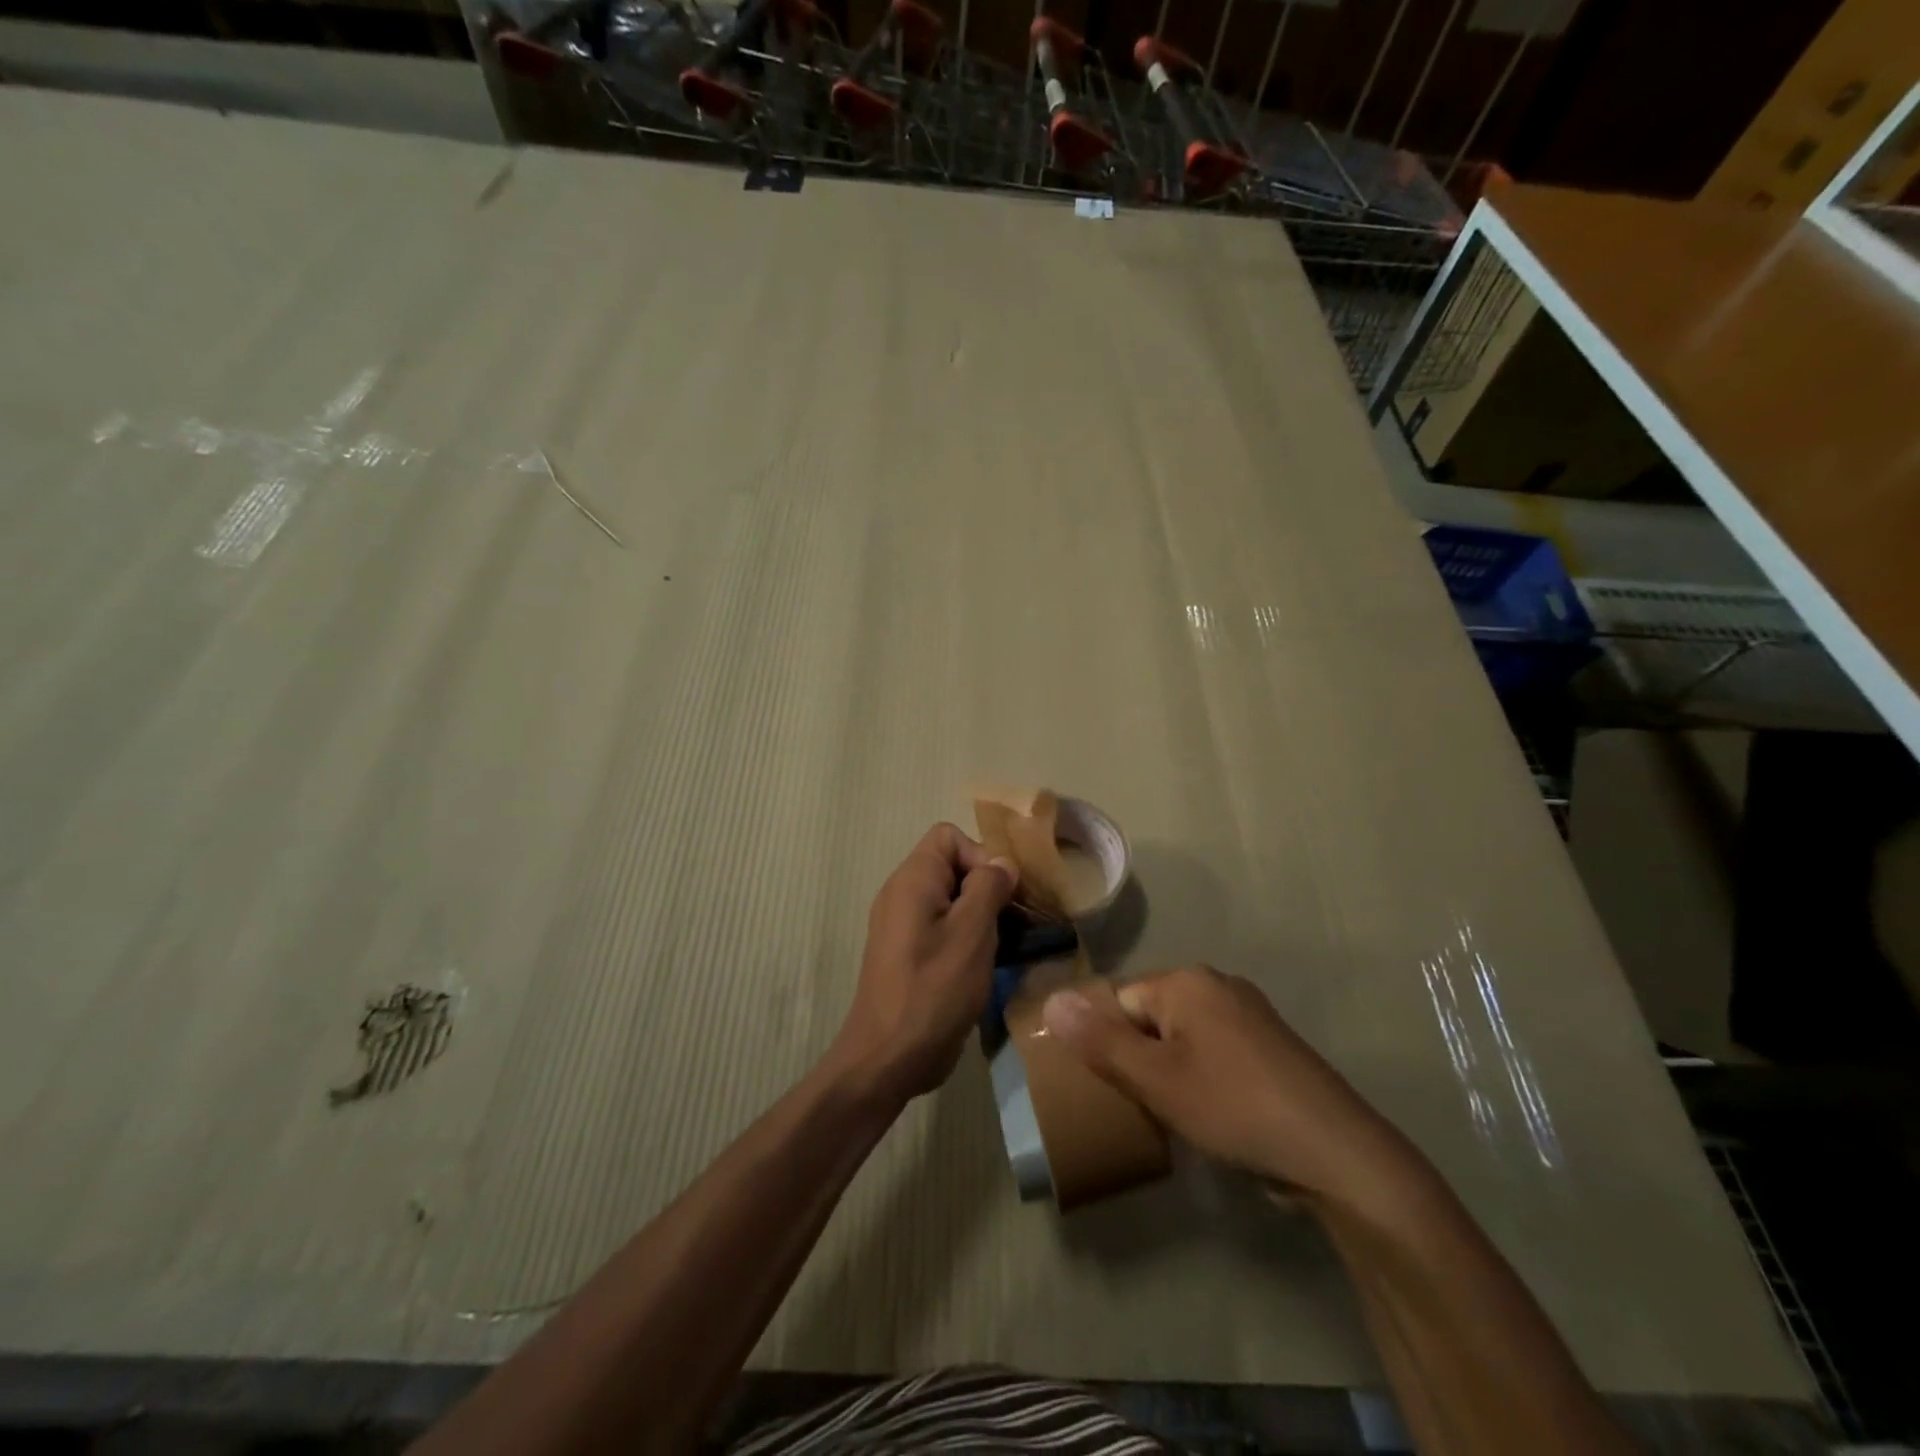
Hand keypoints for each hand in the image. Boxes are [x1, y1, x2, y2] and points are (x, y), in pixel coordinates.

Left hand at [832, 824, 1018, 1105]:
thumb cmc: (933, 990)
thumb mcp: (971, 933)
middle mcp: (903, 895)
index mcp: (913, 880)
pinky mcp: (909, 955)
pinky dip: (968, 938)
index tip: (1003, 893)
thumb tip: (1001, 863)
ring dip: (983, 916)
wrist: (888, 1058)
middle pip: (953, 867)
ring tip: (1009, 945)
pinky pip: (943, 928)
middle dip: (989, 887)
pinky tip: (989, 965)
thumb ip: (989, 887)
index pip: (949, 837)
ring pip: (952, 901)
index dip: (981, 855)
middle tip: (1016, 921)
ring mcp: (903, 927)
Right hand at [1041, 966, 1418, 1203]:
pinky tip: (1210, 1115)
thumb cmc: (1234, 1107)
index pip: (1120, 1001)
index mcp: (1187, 982)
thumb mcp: (1156, 1080)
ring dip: (1169, 1072)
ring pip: (1182, 1037)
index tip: (1109, 1088)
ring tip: (1170, 1117)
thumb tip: (1052, 999)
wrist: (1336, 1153)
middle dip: (1138, 1059)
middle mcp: (1218, 986)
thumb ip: (1100, 1041)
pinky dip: (1202, 1078)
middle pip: (1151, 1017)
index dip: (1107, 1045)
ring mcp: (1249, 1015)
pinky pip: (1214, 1052)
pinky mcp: (1270, 1048)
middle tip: (1138, 1106)